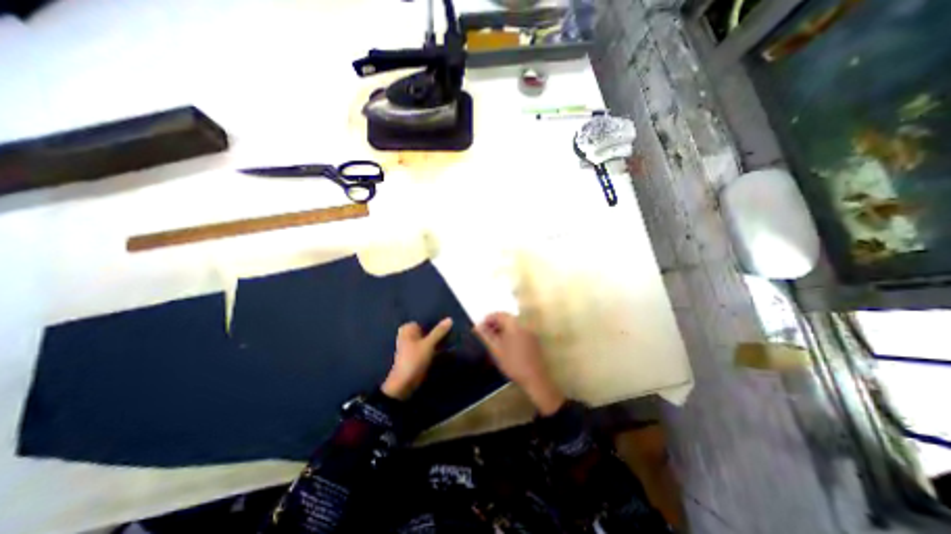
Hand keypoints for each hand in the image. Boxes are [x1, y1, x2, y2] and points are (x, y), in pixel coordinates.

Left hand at [380, 316, 451, 399]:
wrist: (404, 384)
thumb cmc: (414, 359)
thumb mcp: (428, 344)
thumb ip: (439, 331)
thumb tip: (449, 319)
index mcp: (407, 329)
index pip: (424, 320)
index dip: (436, 320)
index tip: (449, 321)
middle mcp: (408, 335)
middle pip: (426, 329)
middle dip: (437, 330)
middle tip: (452, 328)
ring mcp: (412, 346)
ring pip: (428, 339)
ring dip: (437, 339)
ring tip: (452, 336)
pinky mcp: (416, 355)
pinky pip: (428, 347)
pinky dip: (435, 347)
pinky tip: (446, 347)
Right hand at [475, 313, 561, 416]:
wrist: (534, 378)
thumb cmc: (513, 363)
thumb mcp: (496, 349)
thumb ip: (485, 335)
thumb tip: (476, 326)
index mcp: (514, 324)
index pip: (499, 314)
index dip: (488, 319)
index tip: (480, 328)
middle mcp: (523, 324)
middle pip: (507, 318)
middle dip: (495, 323)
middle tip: (485, 334)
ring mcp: (530, 332)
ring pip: (513, 325)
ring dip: (502, 329)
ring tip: (494, 340)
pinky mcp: (533, 339)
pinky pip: (519, 331)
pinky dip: (510, 333)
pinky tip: (505, 345)